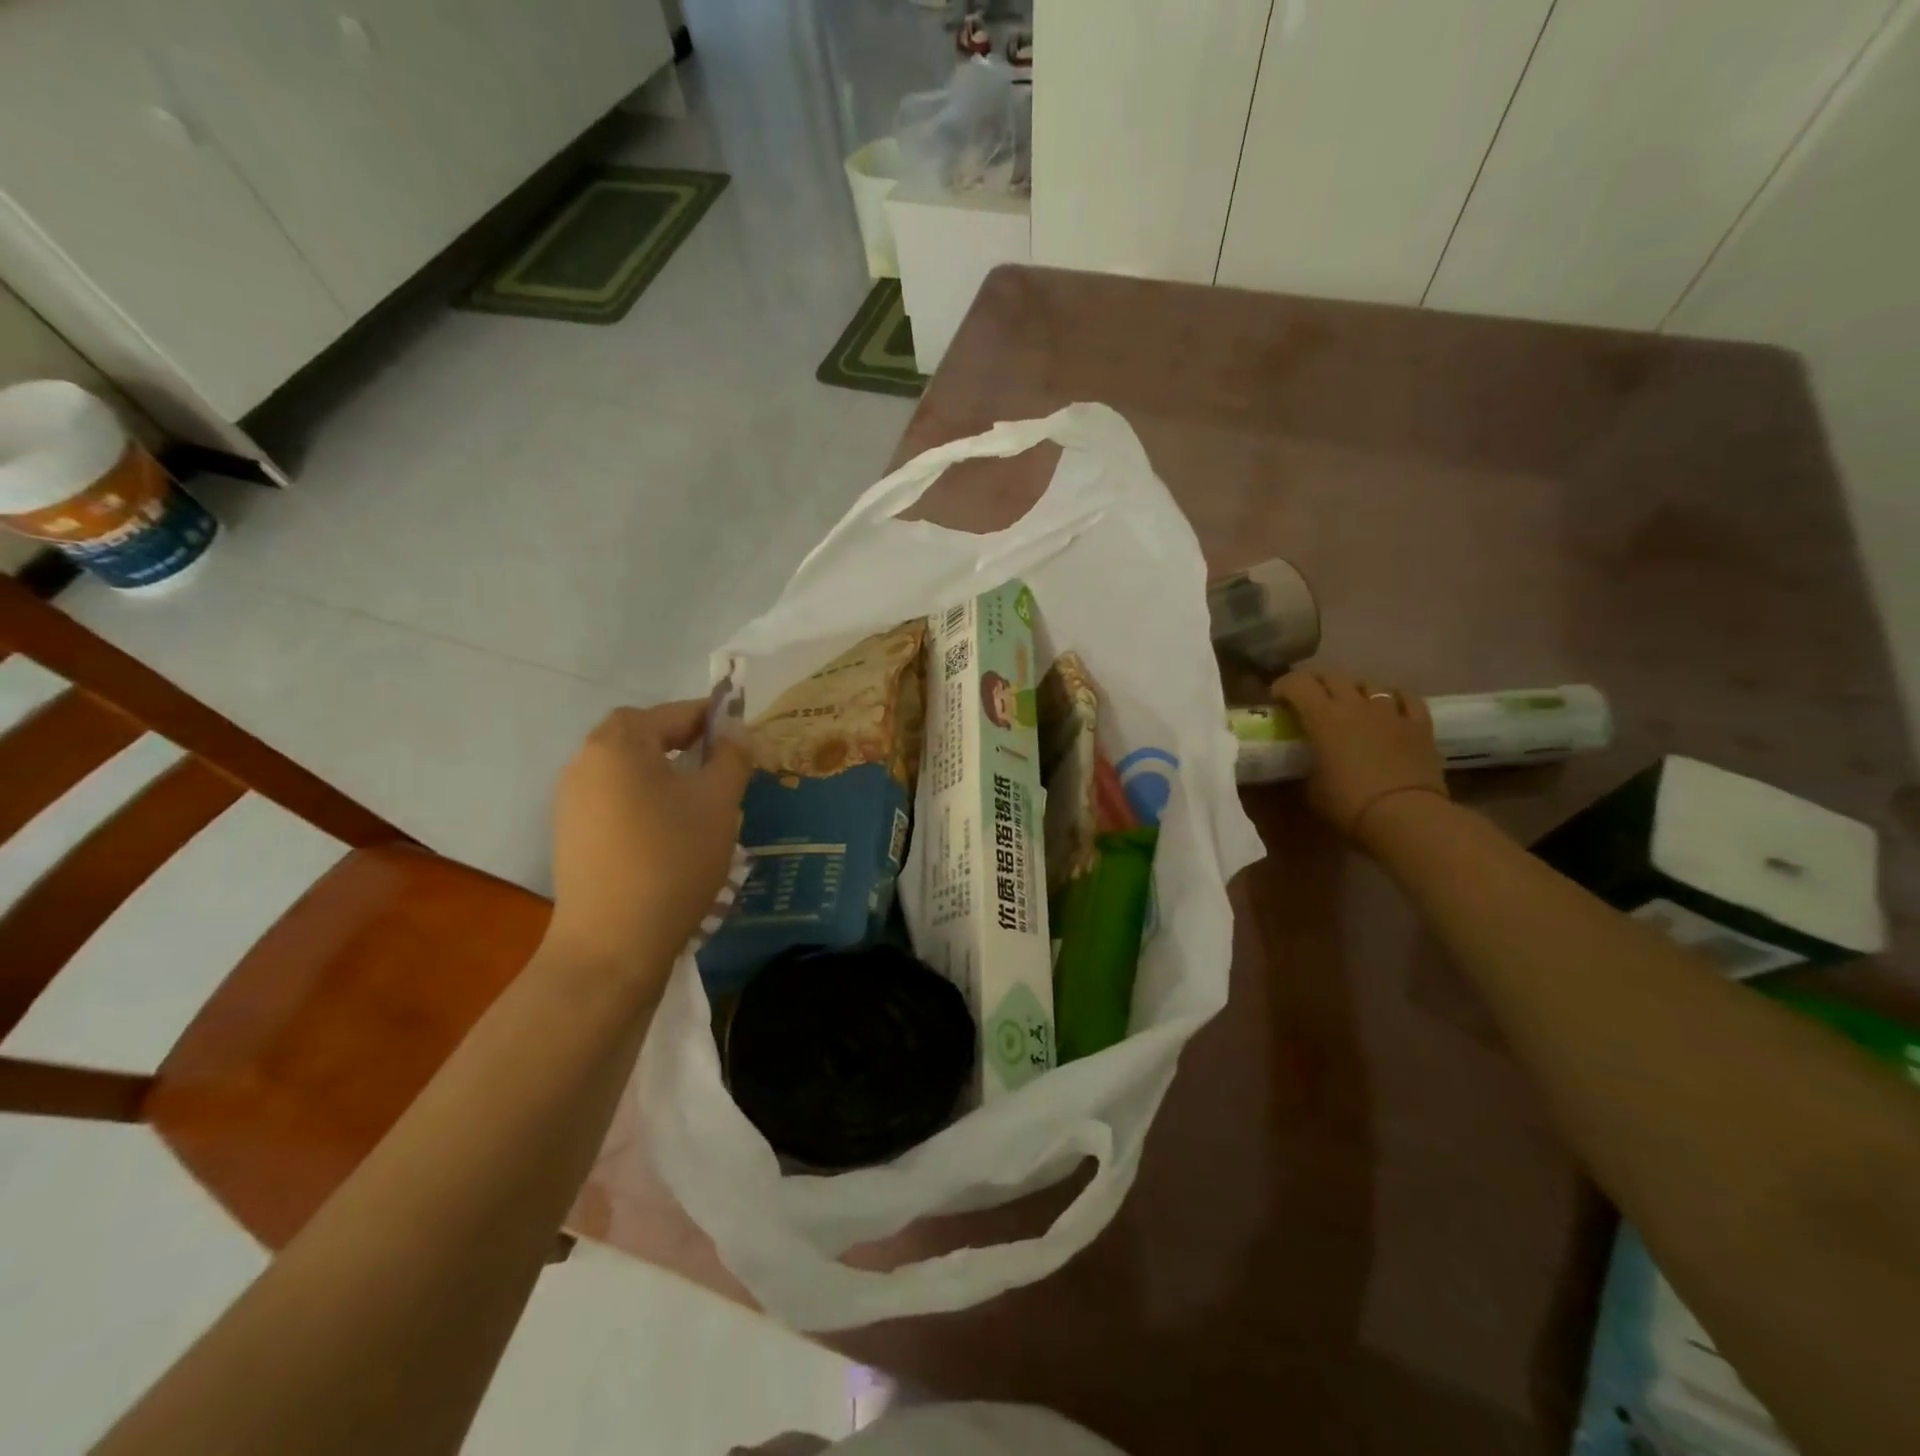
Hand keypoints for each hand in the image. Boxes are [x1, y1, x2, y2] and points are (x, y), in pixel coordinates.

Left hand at [549, 702, 752, 973]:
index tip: (745, 737)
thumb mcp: (719, 801)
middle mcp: (585, 761)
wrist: (613, 943)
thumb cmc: (673, 858)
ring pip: (631, 772)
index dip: (714, 719)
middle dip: (689, 746)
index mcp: (619, 742)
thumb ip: (732, 757)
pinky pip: (617, 801)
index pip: (674, 712)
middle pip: (646, 738)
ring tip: (704, 806)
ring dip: (668, 776)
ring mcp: (572, 801)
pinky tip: (672, 836)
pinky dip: (647, 804)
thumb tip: (736, 735)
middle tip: (725, 769)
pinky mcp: (571, 835)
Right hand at [1272, 668, 1447, 847]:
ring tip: (1348, 704)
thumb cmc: (1348, 804)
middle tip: (1307, 699)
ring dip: (1353, 690)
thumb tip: (1303, 763)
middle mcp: (1355, 705)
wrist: (1406, 817)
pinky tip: (1389, 707)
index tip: (1276, 700)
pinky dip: (1393, 699)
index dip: (1283, 686)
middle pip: (1332, 676)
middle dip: (1315, 683)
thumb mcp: (1310, 788)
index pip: (1298, 684)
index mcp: (1323, 717)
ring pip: (1368, 684)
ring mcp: (1391, 712)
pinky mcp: (1420, 725)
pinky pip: (1406, 699)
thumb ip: (1305, 766)